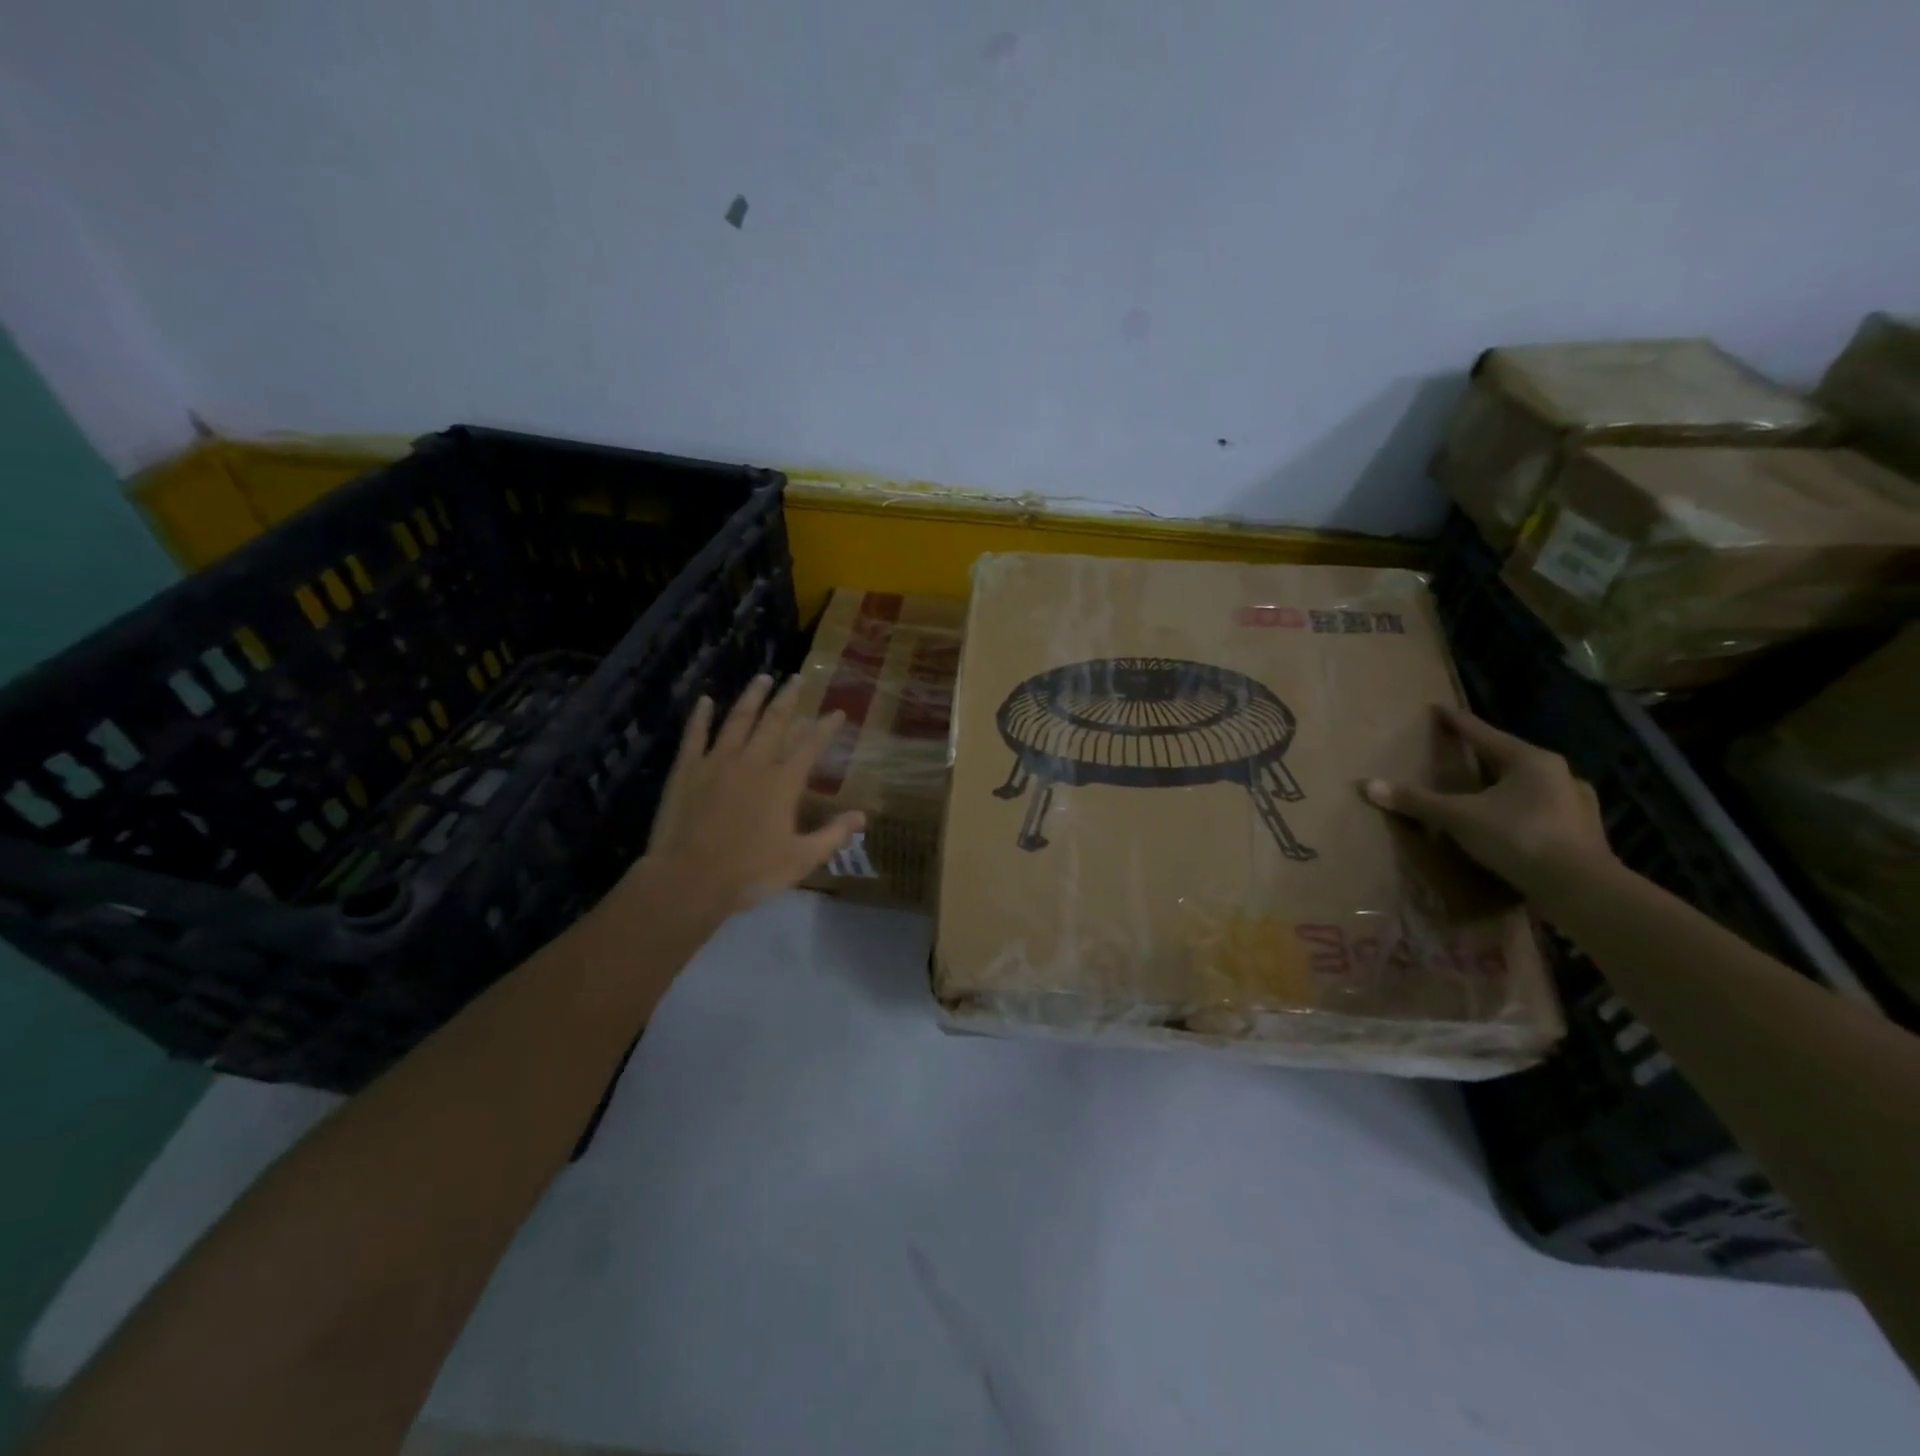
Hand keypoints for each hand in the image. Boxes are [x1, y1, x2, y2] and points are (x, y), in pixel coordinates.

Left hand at [634, 674, 864, 927]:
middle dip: (789, 698)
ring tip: (763, 678)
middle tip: (797, 678)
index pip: (810, 745)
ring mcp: (717, 762)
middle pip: (774, 721)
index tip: (837, 711)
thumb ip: (833, 835)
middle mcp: (753, 762)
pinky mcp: (686, 770)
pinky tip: (705, 701)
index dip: (825, 727)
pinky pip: (695, 735)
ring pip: (738, 719)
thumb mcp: (801, 859)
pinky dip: (700, 716)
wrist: (689, 881)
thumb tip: (863, 816)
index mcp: (783, 782)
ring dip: (752, 697)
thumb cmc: (750, 873)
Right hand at [1362, 703, 1614, 901]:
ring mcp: (1576, 803)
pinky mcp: (1583, 832)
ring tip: (1486, 789)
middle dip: (1484, 754)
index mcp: (1530, 760)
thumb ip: (1416, 801)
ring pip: (1531, 784)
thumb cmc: (1518, 837)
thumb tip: (1367, 785)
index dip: (1458, 722)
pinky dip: (1524, 810)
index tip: (1440, 709)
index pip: (1483, 733)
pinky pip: (1544, 810)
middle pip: (1509, 757)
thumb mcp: (1459, 817)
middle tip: (1460, 752)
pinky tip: (1515, 820)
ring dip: (1507, 784)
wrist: (1581, 889)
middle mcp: (1558, 774)